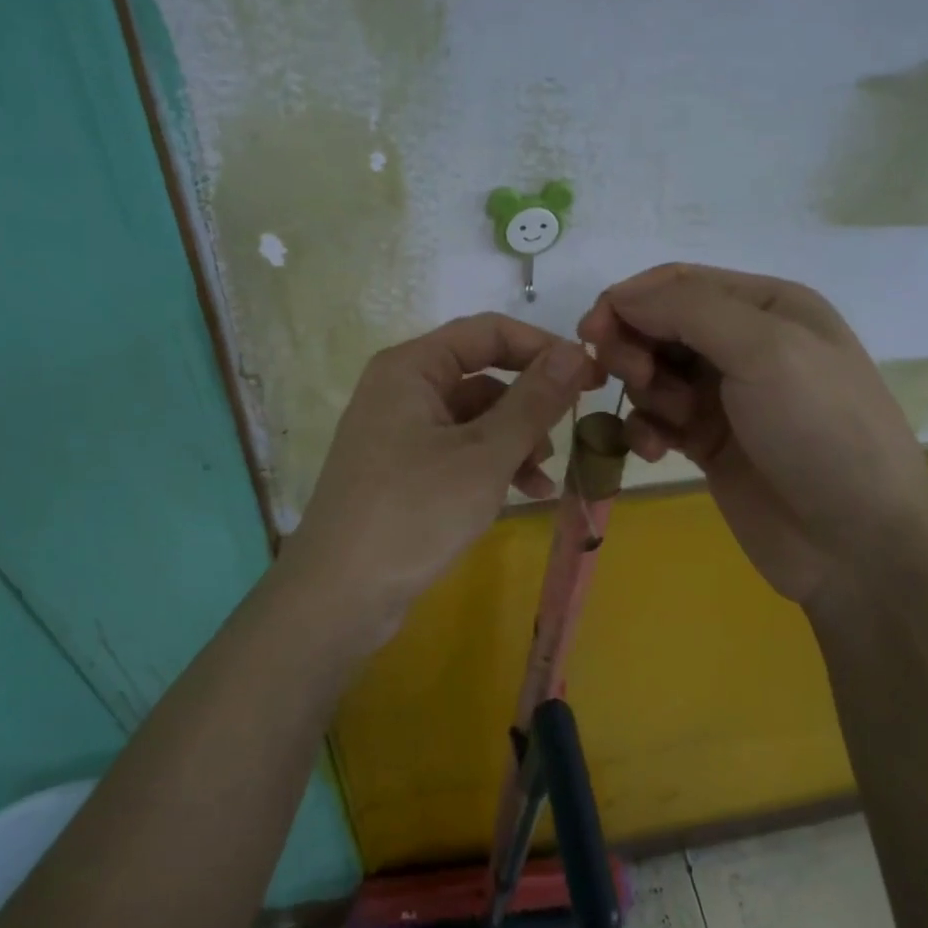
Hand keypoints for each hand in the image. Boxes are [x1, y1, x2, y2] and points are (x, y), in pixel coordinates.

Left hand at [284, 313, 601, 646]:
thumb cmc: (414, 512)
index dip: (542, 347)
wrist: (339, 596)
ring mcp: (399, 432)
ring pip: (475, 418)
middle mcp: (402, 389)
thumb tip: (574, 352)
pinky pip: (459, 451)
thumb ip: (533, 401)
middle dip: (530, 402)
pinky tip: (525, 493)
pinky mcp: (403, 471)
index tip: (589, 374)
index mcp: (412, 368)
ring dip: (516, 439)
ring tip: (545, 475)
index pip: (487, 332)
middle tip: (574, 425)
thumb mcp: (485, 455)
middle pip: (482, 375)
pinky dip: (493, 465)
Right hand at [578, 264, 927, 609]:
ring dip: (646, 392)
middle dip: (635, 347)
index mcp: (766, 306)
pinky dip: (647, 431)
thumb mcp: (765, 350)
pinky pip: (656, 420)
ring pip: (652, 373)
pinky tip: (658, 452)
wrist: (857, 542)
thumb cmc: (819, 430)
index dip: (629, 301)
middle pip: (659, 326)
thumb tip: (619, 297)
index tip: (590, 332)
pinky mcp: (708, 443)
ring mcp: (725, 397)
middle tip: (633, 376)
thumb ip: (689, 310)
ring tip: (673, 422)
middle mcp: (744, 343)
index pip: (678, 284)